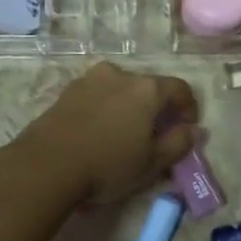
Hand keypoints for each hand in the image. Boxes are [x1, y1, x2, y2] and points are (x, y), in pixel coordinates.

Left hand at [19, 63, 197, 207]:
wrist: (45, 165)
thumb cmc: (107, 164)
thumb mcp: (152, 163)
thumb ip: (179, 144)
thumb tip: (195, 130)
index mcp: (147, 88)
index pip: (180, 89)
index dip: (189, 109)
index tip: (186, 130)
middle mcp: (120, 74)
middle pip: (149, 87)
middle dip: (157, 109)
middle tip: (155, 136)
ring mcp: (90, 79)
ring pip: (121, 90)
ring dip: (129, 108)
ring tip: (124, 135)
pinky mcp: (67, 91)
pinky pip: (97, 96)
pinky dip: (105, 109)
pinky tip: (99, 133)